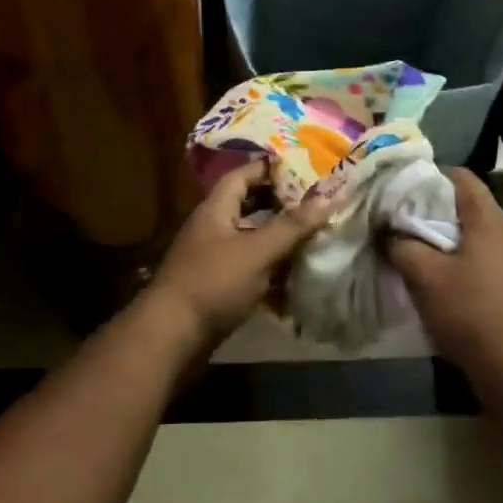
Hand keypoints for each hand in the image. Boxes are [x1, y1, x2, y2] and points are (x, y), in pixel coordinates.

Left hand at [144, 162, 332, 352]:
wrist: (173, 336)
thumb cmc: (214, 282)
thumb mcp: (257, 251)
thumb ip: (292, 226)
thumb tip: (329, 196)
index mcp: (217, 209)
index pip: (242, 174)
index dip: (269, 168)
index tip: (302, 167)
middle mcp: (214, 228)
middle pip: (249, 206)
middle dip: (281, 206)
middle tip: (315, 204)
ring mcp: (214, 259)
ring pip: (252, 240)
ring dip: (279, 241)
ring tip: (313, 240)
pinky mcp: (219, 287)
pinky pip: (250, 271)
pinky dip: (271, 274)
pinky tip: (296, 283)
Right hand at [387, 169, 502, 374]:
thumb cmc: (469, 310)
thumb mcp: (424, 275)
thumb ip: (401, 245)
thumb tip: (386, 231)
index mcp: (490, 219)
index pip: (461, 177)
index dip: (429, 176)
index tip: (401, 188)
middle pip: (466, 205)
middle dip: (431, 209)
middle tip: (399, 218)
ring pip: (473, 234)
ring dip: (444, 238)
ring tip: (412, 247)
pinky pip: (481, 258)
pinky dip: (458, 259)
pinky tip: (437, 277)